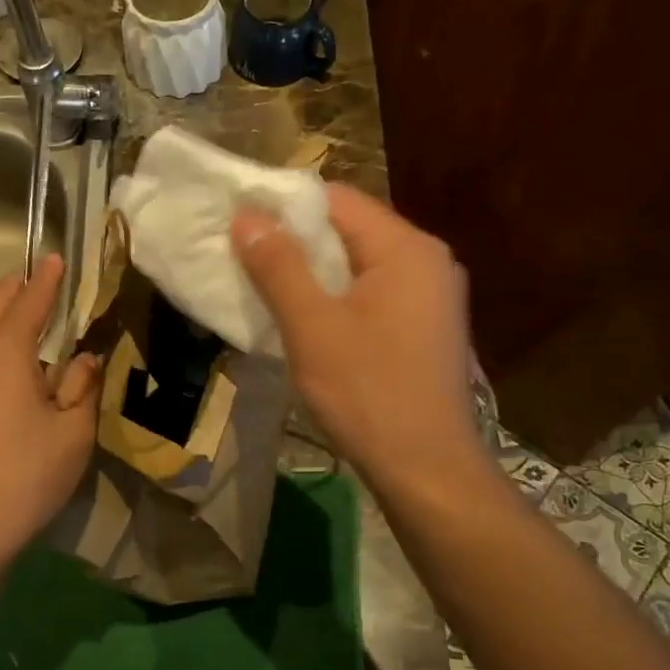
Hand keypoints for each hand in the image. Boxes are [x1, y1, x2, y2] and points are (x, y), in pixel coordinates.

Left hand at [0, 254, 101, 565]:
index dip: (47, 278)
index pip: (29, 299)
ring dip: (3, 318)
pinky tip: (13, 371)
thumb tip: (84, 359)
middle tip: (45, 283)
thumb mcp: (73, 429)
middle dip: (19, 289)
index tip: (58, 257)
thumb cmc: (27, 473)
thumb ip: (83, 385)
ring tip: (34, 324)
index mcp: (4, 350)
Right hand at [232, 185, 487, 485]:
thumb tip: (246, 215)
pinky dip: (336, 299)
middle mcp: (427, 261)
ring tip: (264, 288)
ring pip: (358, 266)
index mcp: (406, 248)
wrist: (427, 470)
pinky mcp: (424, 329)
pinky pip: (372, 295)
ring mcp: (431, 297)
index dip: (283, 206)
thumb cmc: (368, 393)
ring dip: (313, 274)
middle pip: (349, 230)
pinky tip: (305, 322)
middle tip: (242, 257)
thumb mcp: (312, 327)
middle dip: (295, 242)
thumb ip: (279, 266)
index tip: (238, 223)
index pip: (337, 200)